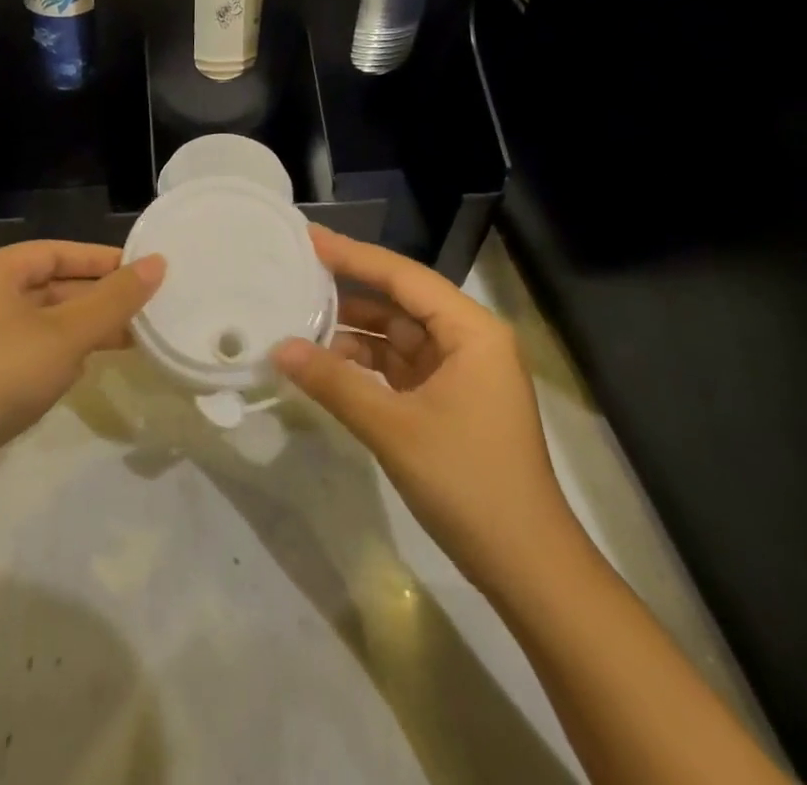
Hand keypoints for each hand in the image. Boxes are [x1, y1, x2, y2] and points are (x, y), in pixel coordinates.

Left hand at [0, 242, 164, 495]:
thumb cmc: (0, 372)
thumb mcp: (67, 333)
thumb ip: (115, 299)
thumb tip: (158, 263)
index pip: (58, 251)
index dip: (102, 259)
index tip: (145, 270)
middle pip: (50, 285)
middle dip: (97, 299)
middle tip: (146, 310)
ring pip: (42, 322)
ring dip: (83, 329)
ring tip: (131, 340)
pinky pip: (29, 352)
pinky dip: (60, 354)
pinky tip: (87, 369)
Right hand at [273, 227, 579, 595]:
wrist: (527, 568)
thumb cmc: (468, 483)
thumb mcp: (394, 428)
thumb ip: (334, 382)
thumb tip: (279, 348)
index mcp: (471, 331)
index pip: (402, 277)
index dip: (353, 255)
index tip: (307, 238)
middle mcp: (469, 340)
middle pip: (400, 300)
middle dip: (349, 291)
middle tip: (296, 274)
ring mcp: (460, 372)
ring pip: (397, 334)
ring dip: (353, 331)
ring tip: (299, 319)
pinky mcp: (449, 400)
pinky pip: (399, 365)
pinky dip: (364, 363)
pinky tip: (326, 362)